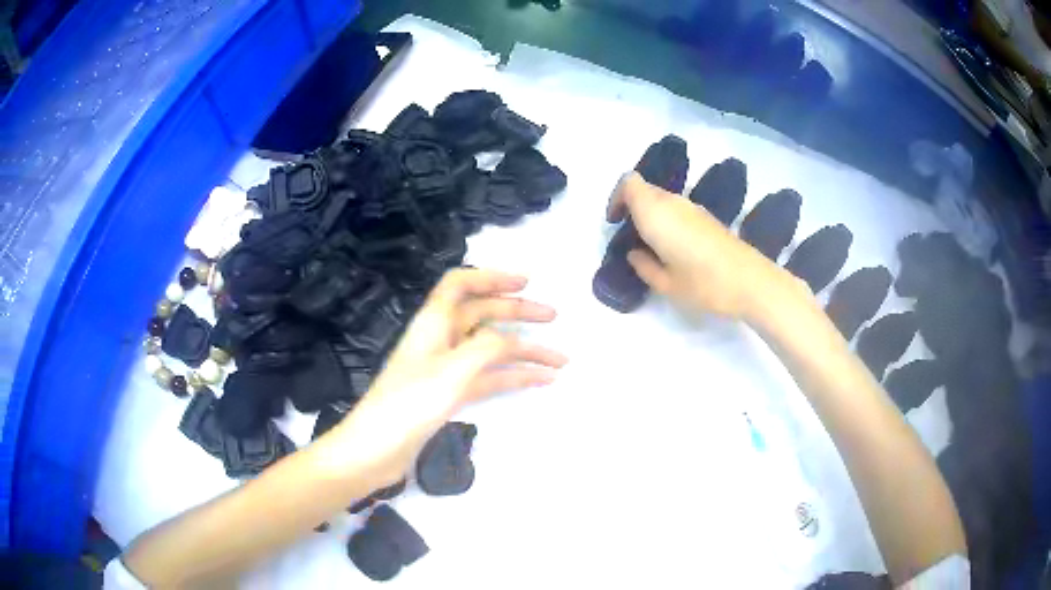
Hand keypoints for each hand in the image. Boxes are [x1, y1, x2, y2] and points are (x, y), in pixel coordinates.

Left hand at [331, 268, 567, 486]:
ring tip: (560, 361)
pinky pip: (487, 378)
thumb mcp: (452, 370)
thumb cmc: (409, 403)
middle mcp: (440, 339)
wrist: (376, 449)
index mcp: (433, 322)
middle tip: (553, 317)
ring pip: (490, 349)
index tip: (526, 283)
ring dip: (523, 352)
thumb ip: (486, 347)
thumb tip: (511, 340)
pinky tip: (539, 382)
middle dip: (517, 312)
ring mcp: (445, 368)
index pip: (461, 283)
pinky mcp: (449, 394)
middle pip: (482, 314)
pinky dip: (513, 378)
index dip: (492, 277)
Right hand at [607, 172, 806, 319]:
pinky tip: (675, 248)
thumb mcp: (665, 283)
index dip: (616, 198)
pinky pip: (678, 210)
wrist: (749, 281)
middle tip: (630, 237)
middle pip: (645, 190)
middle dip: (632, 208)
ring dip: (651, 214)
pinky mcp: (708, 217)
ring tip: (652, 246)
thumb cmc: (702, 282)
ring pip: (663, 200)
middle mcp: (673, 202)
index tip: (615, 222)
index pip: (628, 183)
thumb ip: (643, 265)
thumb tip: (635, 253)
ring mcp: (693, 208)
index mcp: (655, 212)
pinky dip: (668, 220)